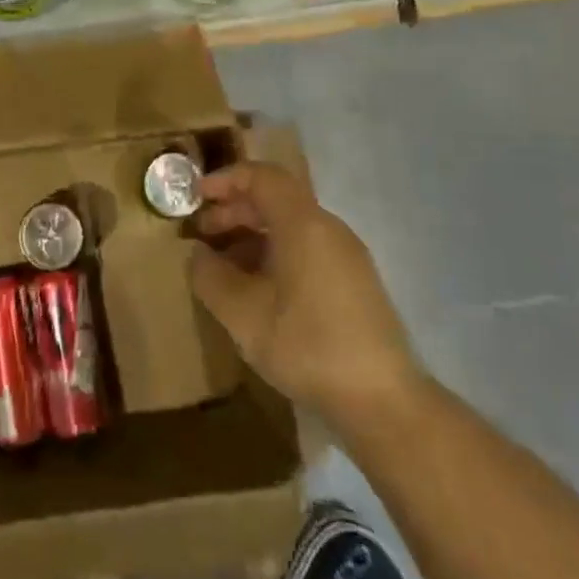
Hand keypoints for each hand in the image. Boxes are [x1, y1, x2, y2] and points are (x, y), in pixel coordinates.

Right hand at [189, 161, 424, 433]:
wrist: (383, 402)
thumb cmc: (308, 346)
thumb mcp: (244, 315)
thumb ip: (211, 278)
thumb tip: (198, 255)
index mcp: (303, 224)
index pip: (262, 176)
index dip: (225, 180)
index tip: (195, 197)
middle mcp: (328, 228)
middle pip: (276, 200)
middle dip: (235, 210)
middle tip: (202, 234)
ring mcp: (346, 256)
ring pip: (291, 227)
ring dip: (253, 236)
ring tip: (223, 266)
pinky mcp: (354, 283)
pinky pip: (306, 249)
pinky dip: (275, 254)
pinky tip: (258, 290)